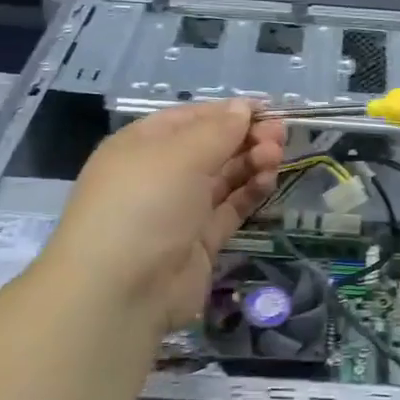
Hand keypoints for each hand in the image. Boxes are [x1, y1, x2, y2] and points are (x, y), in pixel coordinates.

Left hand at [49, 101, 284, 331]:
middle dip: (245, 137)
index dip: (228, 112)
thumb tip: (242, 108)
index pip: (192, 118)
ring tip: (276, 158)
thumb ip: (218, 130)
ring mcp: (180, 210)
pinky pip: (230, 208)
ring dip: (251, 162)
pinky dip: (250, 192)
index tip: (268, 110)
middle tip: (278, 137)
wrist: (120, 291)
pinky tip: (269, 180)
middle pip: (211, 147)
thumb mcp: (180, 155)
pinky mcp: (199, 242)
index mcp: (143, 145)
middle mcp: (160, 174)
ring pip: (224, 177)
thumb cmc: (144, 204)